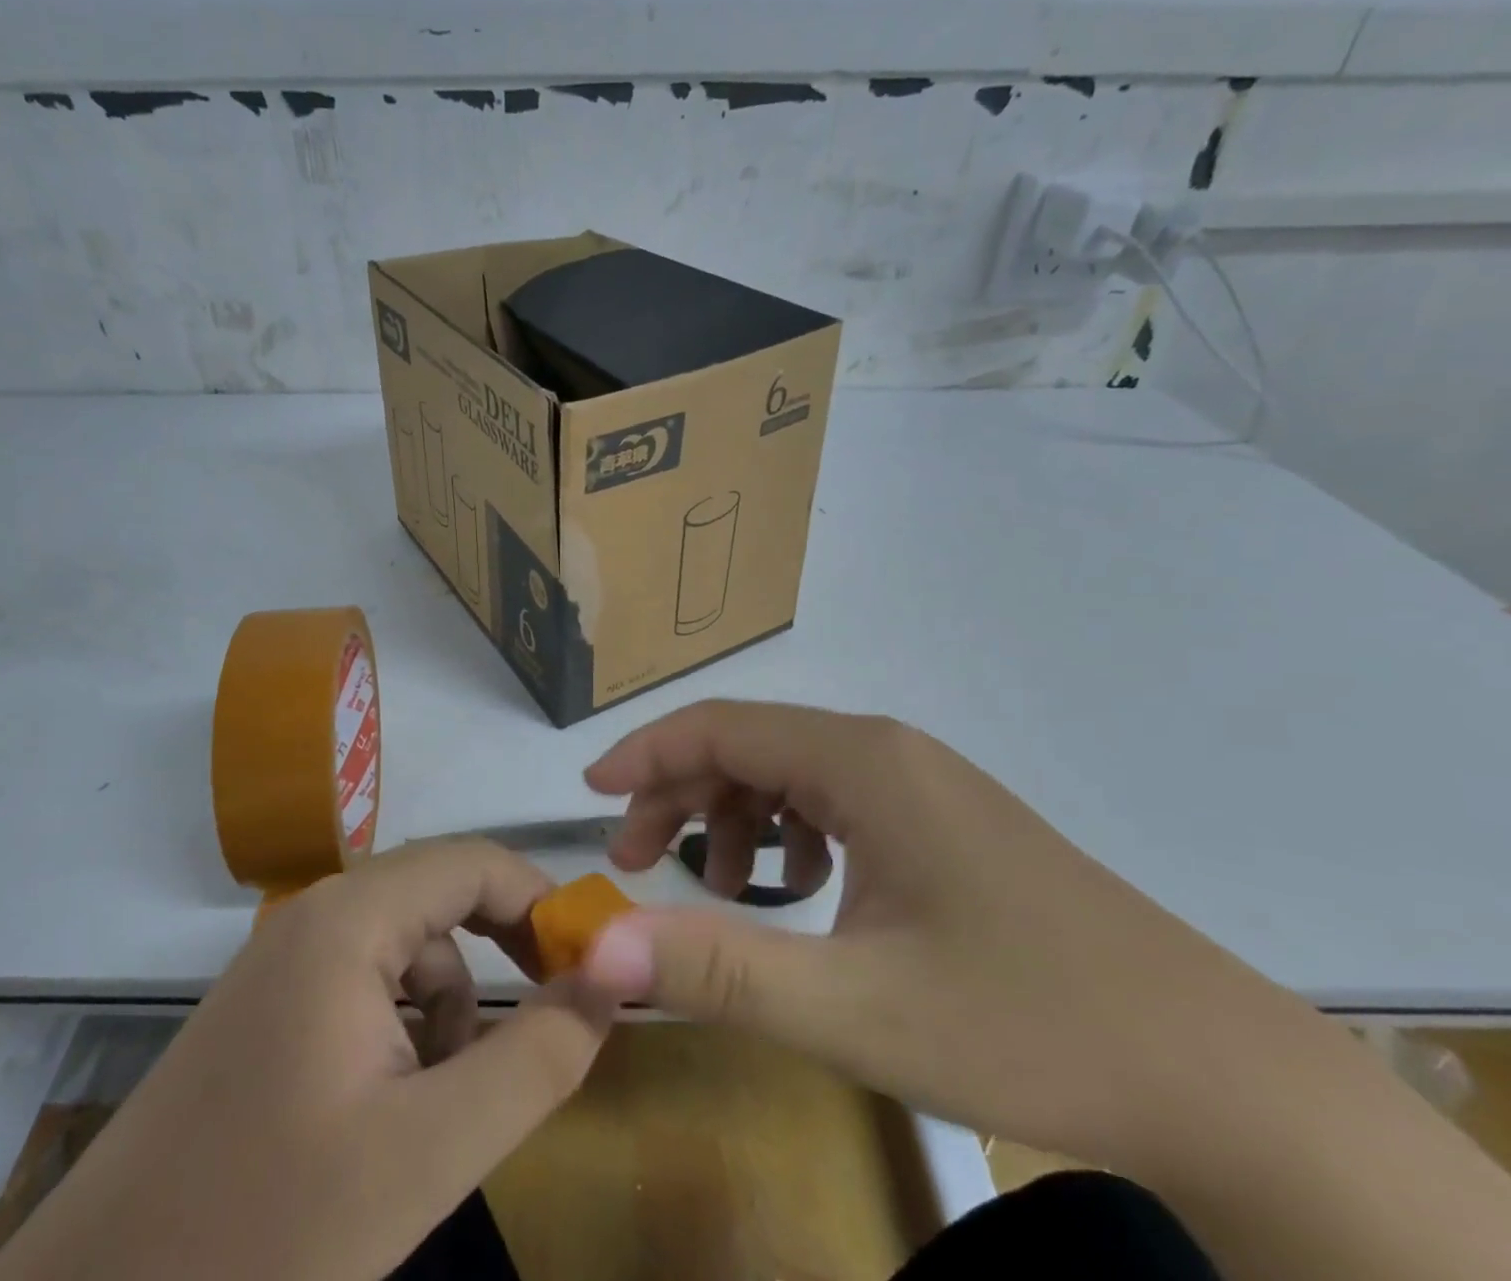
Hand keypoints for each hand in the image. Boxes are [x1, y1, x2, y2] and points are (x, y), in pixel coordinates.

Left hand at [0, 840, 612, 1280]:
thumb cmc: (265, 1233)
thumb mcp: (430, 1152)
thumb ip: (536, 1057)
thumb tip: (610, 979)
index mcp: (349, 918)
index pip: (475, 862)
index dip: (542, 904)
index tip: (588, 970)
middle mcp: (315, 914)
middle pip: (442, 900)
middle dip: (497, 961)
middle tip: (537, 1033)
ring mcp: (285, 959)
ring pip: (408, 950)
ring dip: (447, 1012)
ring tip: (440, 1109)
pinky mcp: (269, 1007)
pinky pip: (367, 984)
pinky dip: (402, 1031)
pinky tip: (386, 1112)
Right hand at [575, 699, 1303, 1174]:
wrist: (1214, 1076)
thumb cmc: (1028, 1026)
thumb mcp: (853, 1008)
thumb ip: (717, 969)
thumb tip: (600, 948)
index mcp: (861, 762)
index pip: (721, 727)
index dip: (644, 753)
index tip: (589, 795)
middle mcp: (888, 751)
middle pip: (750, 747)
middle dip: (680, 796)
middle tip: (634, 861)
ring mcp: (922, 783)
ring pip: (791, 775)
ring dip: (735, 821)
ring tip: (718, 893)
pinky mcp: (943, 821)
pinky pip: (836, 804)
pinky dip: (791, 838)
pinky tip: (802, 895)